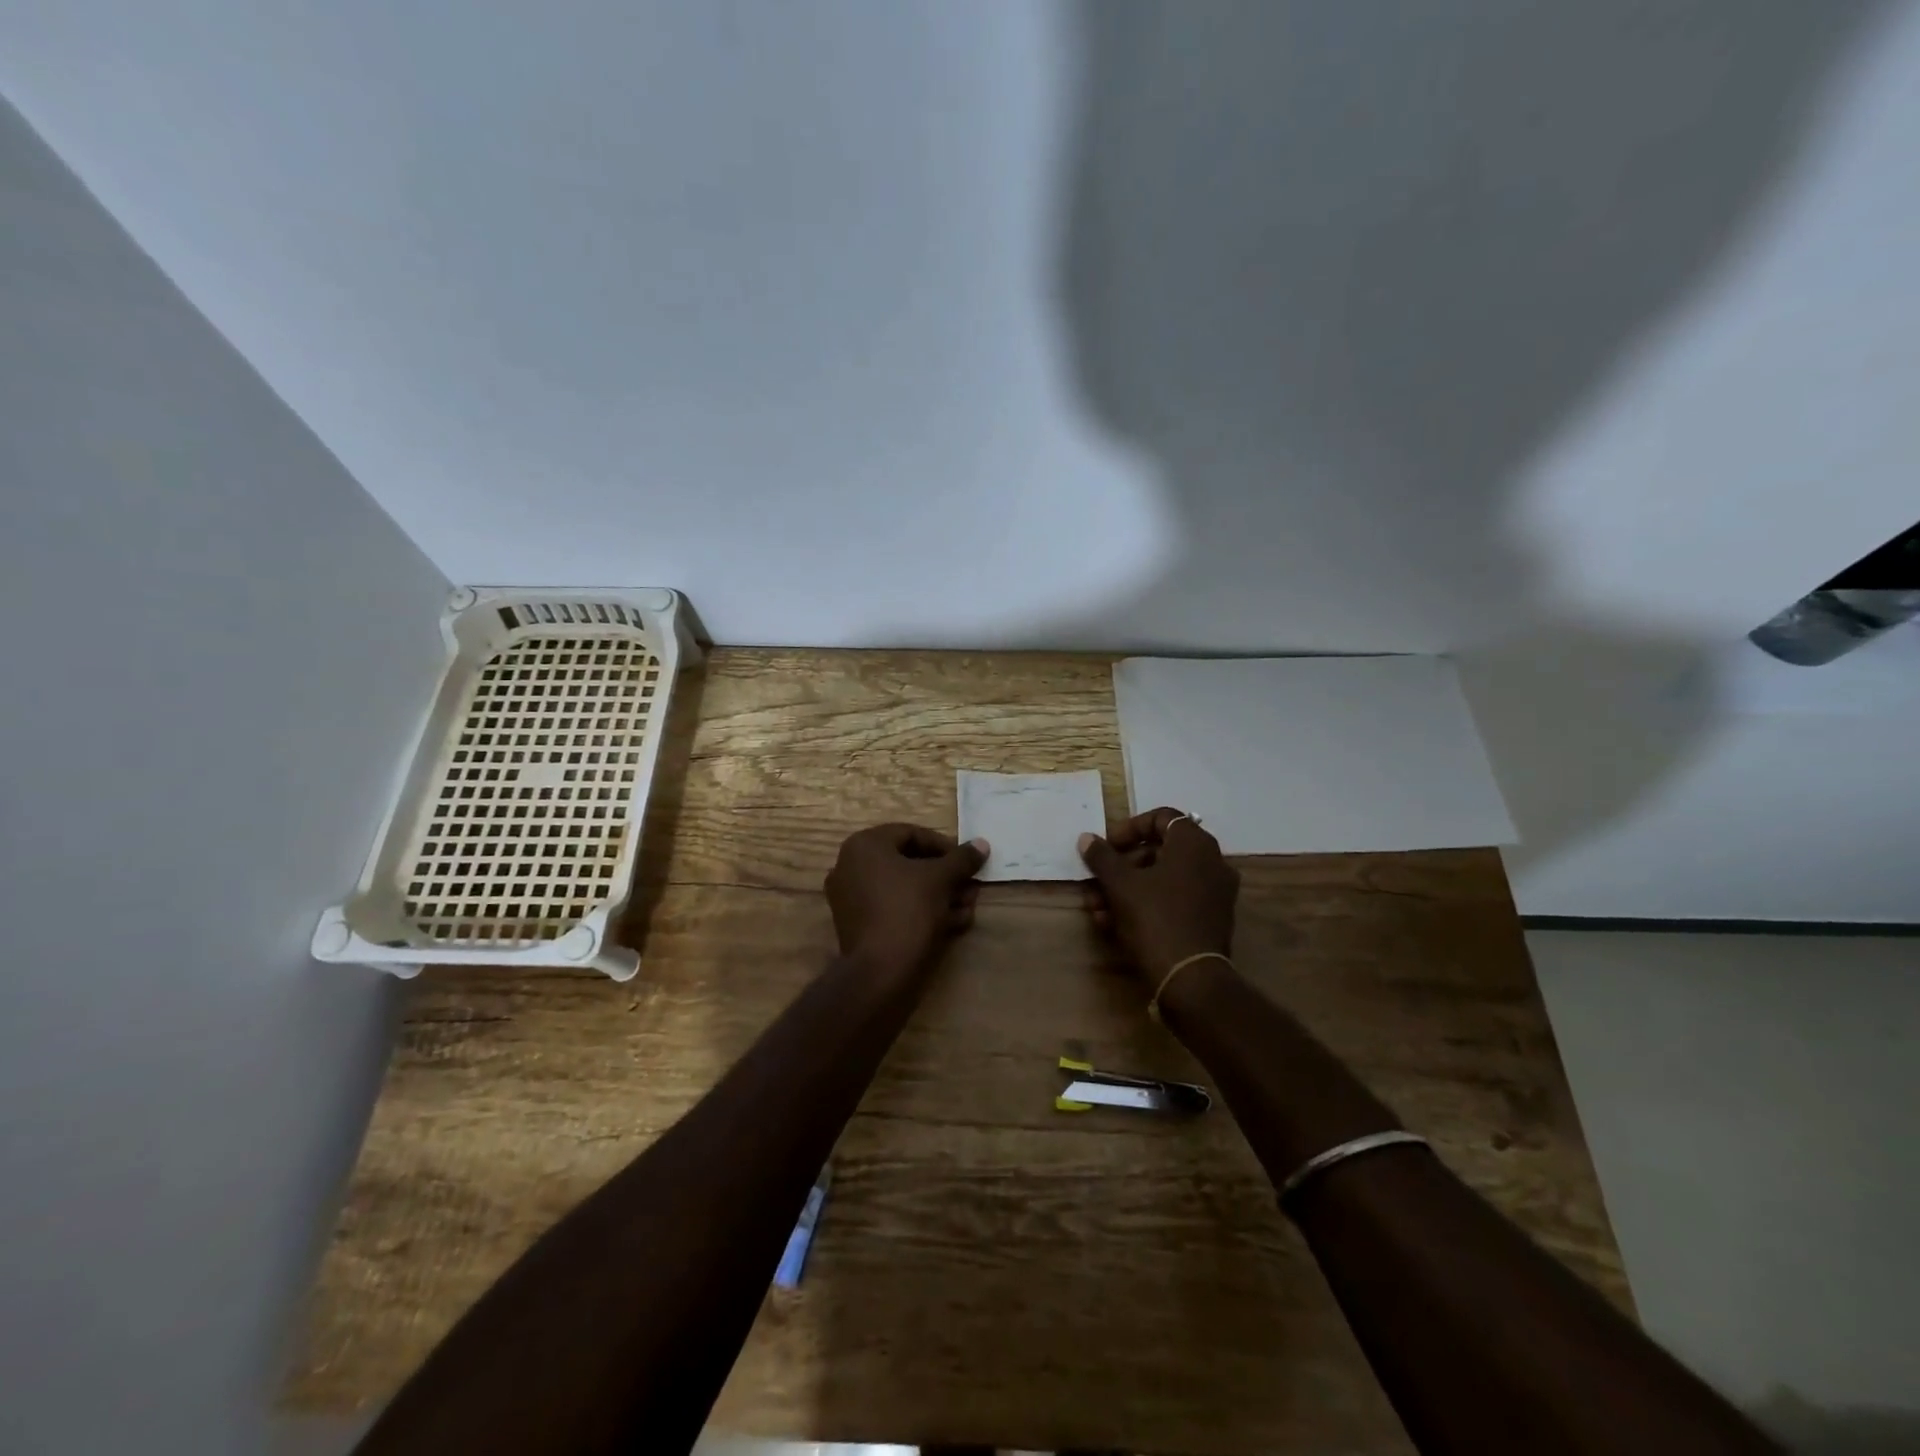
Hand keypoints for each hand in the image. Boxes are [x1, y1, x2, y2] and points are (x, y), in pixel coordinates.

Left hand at [826, 823, 989, 974]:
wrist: (880, 971)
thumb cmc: (909, 910)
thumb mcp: (941, 879)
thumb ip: (962, 858)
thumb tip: (982, 844)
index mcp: (864, 845)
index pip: (912, 834)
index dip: (945, 847)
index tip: (968, 862)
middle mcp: (850, 866)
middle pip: (908, 863)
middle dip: (945, 876)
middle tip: (970, 887)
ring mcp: (851, 897)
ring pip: (903, 888)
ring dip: (939, 895)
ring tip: (967, 908)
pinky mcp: (857, 925)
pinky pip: (893, 908)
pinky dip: (921, 911)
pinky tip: (952, 923)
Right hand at [1079, 807, 1238, 986]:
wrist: (1190, 979)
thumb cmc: (1154, 919)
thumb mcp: (1120, 885)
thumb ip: (1102, 857)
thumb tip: (1087, 838)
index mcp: (1194, 844)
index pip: (1161, 817)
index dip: (1129, 828)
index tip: (1106, 847)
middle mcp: (1211, 862)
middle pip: (1160, 851)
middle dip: (1122, 866)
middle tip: (1096, 881)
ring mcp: (1214, 892)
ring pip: (1163, 879)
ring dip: (1127, 889)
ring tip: (1097, 909)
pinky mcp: (1211, 919)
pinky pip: (1174, 900)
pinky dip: (1146, 905)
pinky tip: (1114, 925)